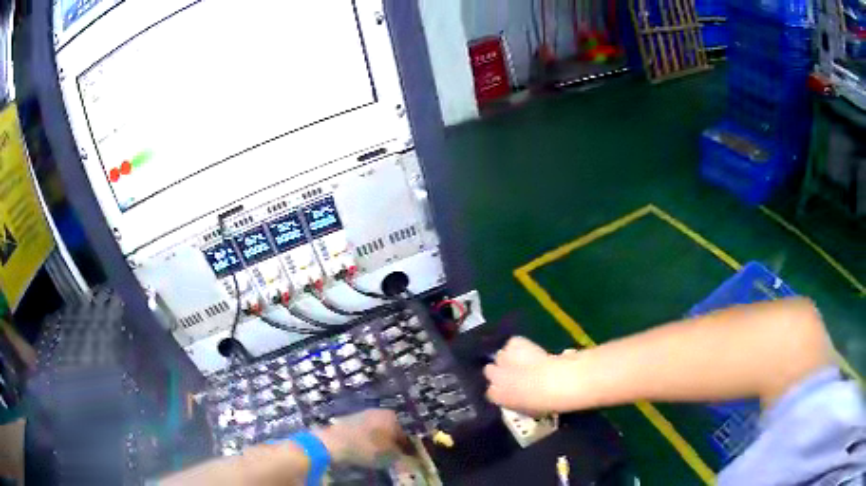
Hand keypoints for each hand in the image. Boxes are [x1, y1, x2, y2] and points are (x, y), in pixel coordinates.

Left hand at [314, 410, 410, 467]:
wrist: (334, 443)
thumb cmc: (366, 448)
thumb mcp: (389, 456)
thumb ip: (402, 455)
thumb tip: (408, 456)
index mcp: (392, 417)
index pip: (406, 433)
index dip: (408, 447)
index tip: (408, 457)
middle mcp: (379, 412)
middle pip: (392, 429)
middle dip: (393, 442)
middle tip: (393, 455)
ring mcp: (363, 414)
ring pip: (378, 429)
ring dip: (380, 440)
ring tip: (379, 454)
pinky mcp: (350, 419)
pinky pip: (366, 431)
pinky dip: (368, 439)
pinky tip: (366, 449)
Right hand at [484, 337, 571, 413]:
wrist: (553, 382)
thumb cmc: (542, 403)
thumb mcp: (526, 410)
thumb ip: (516, 403)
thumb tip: (519, 399)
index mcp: (495, 395)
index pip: (491, 392)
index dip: (501, 389)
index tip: (510, 390)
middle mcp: (494, 376)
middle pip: (490, 371)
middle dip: (500, 372)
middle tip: (514, 374)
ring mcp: (503, 358)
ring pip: (501, 355)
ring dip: (509, 358)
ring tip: (523, 360)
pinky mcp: (513, 343)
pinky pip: (513, 343)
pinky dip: (520, 345)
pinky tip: (529, 349)